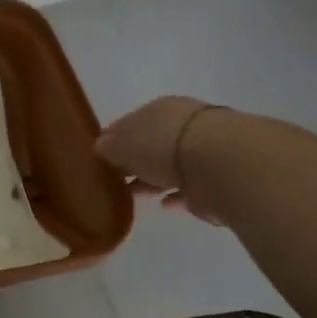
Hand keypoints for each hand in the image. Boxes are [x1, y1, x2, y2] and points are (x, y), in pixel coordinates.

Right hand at [96, 96, 226, 222]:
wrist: (217, 164)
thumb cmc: (162, 145)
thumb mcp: (122, 144)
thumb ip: (109, 147)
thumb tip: (101, 147)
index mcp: (159, 110)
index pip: (131, 123)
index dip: (114, 139)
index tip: (99, 156)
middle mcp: (182, 127)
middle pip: (152, 145)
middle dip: (135, 161)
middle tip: (114, 179)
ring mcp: (201, 154)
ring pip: (170, 168)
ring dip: (153, 181)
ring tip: (133, 196)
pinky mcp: (213, 182)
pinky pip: (188, 191)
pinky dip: (175, 198)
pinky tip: (162, 206)